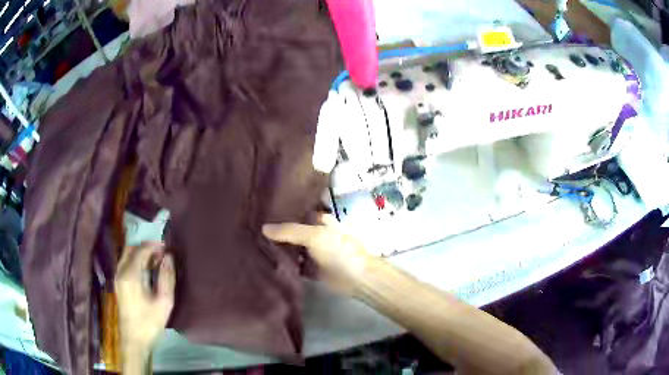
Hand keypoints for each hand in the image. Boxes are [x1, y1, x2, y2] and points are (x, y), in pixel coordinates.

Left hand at [115, 242, 174, 352]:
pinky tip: (146, 271)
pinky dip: (135, 261)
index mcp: (130, 275)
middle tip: (161, 253)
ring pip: (126, 256)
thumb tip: (169, 257)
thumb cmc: (150, 323)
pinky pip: (125, 264)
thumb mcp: (164, 302)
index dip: (154, 246)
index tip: (167, 248)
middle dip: (146, 247)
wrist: (134, 341)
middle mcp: (120, 272)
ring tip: (156, 261)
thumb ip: (166, 277)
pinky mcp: (118, 284)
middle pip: (130, 249)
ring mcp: (117, 278)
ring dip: (140, 254)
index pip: (141, 250)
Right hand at [262, 214, 371, 294]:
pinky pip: (294, 264)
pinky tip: (266, 263)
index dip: (280, 212)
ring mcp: (313, 252)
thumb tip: (263, 228)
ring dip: (278, 249)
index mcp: (318, 220)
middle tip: (251, 231)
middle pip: (292, 231)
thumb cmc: (339, 250)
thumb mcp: (314, 235)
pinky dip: (284, 264)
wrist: (357, 278)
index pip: (295, 212)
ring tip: (253, 245)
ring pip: (292, 248)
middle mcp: (315, 234)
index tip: (258, 213)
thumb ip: (289, 231)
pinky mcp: (311, 268)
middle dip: (276, 232)